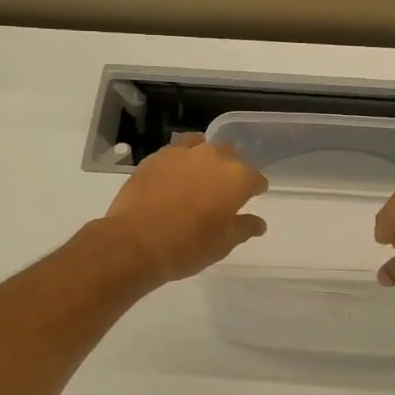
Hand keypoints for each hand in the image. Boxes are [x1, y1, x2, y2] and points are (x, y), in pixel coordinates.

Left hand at [101, 135, 268, 283]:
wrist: (135, 242)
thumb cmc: (187, 247)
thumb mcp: (222, 244)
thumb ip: (243, 228)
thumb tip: (258, 223)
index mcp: (237, 178)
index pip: (256, 178)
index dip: (255, 189)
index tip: (251, 198)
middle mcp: (214, 157)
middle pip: (231, 157)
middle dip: (231, 170)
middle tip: (224, 191)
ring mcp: (183, 153)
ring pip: (203, 147)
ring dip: (206, 160)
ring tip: (199, 177)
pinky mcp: (157, 156)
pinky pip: (177, 151)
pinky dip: (182, 161)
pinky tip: (175, 175)